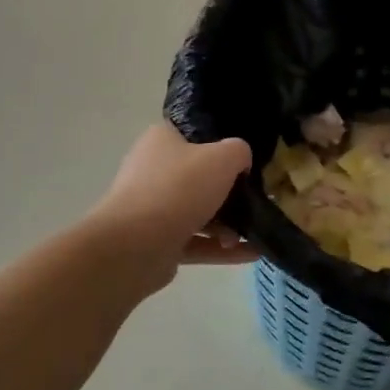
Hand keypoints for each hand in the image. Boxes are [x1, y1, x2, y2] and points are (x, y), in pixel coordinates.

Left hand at [93, 122, 255, 292]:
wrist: (135, 245)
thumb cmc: (179, 188)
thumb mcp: (222, 158)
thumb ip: (239, 152)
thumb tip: (240, 163)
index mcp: (161, 141)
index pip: (194, 136)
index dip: (221, 146)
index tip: (245, 162)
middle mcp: (153, 171)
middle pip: (199, 177)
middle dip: (229, 193)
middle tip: (254, 201)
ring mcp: (153, 209)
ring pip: (198, 213)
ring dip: (228, 225)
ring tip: (254, 234)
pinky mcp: (157, 242)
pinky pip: (196, 242)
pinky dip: (222, 248)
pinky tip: (252, 254)